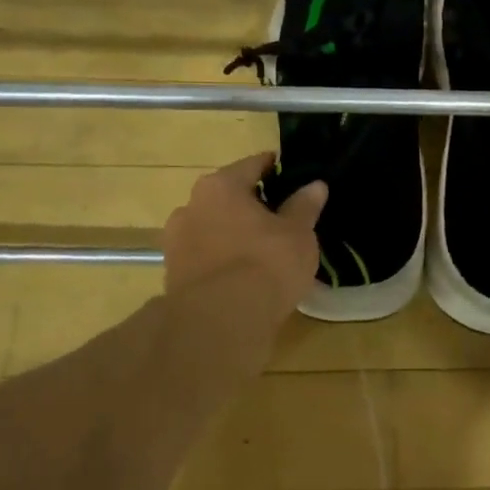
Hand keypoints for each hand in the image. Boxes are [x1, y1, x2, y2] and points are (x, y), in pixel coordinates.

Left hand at [163, 153, 326, 341]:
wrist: (219, 324)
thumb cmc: (265, 264)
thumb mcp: (298, 234)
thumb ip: (304, 206)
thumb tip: (315, 185)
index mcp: (221, 186)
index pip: (252, 165)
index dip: (275, 168)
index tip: (292, 175)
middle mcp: (191, 206)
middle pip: (228, 196)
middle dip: (252, 204)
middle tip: (281, 217)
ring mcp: (177, 242)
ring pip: (213, 228)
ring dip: (233, 233)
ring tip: (262, 251)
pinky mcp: (173, 276)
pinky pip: (205, 257)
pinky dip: (222, 260)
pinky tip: (243, 276)